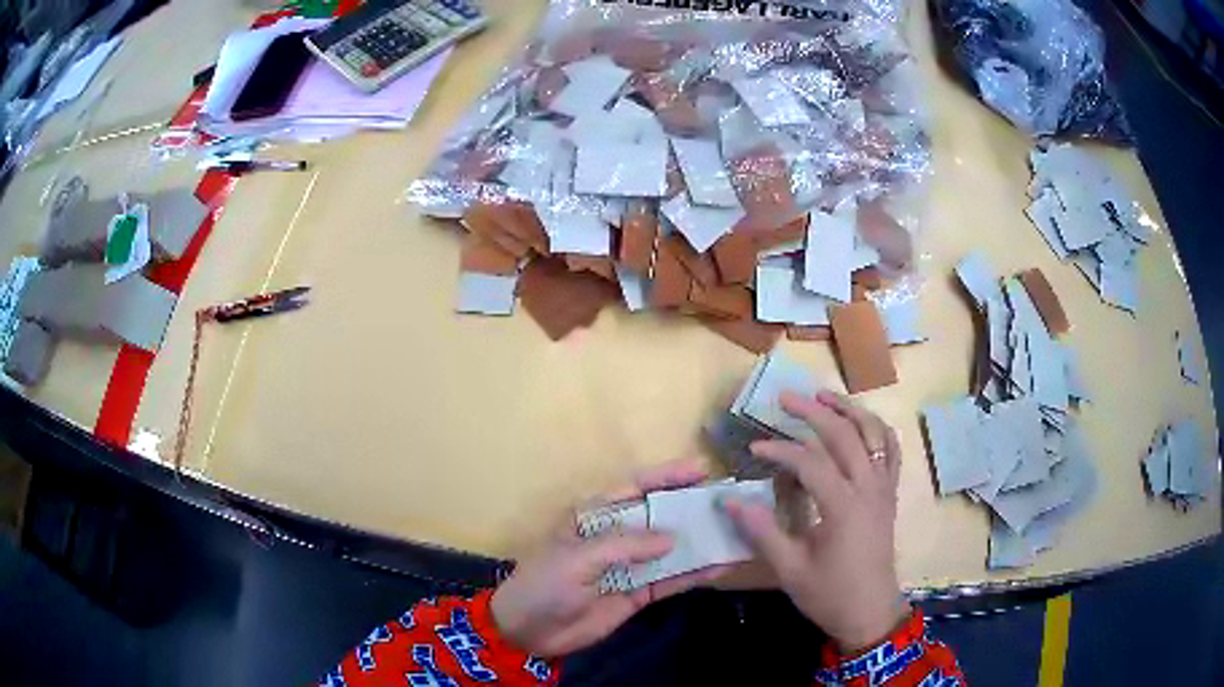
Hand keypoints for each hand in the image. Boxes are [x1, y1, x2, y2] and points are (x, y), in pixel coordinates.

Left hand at [491, 459, 727, 657]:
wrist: (528, 630)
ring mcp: (628, 567)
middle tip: (727, 500)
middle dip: (689, 508)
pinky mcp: (637, 594)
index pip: (634, 488)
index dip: (666, 477)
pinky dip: (693, 575)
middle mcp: (616, 537)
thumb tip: (672, 538)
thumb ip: (625, 545)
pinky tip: (719, 567)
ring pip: (670, 549)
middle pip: (658, 517)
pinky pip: (669, 581)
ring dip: (698, 543)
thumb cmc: (545, 583)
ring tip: (733, 532)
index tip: (701, 470)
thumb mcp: (579, 557)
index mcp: (594, 517)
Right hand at [722, 390, 909, 652]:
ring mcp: (884, 488)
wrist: (871, 612)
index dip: (780, 450)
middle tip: (785, 398)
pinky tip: (863, 423)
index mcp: (843, 507)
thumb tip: (729, 501)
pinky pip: (892, 451)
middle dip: (814, 412)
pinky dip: (879, 430)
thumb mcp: (790, 570)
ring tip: (824, 395)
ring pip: (874, 433)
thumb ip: (762, 531)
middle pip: (845, 435)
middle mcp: (868, 488)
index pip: (810, 462)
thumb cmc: (829, 594)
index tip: (754, 448)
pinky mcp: (890, 495)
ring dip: (850, 410)